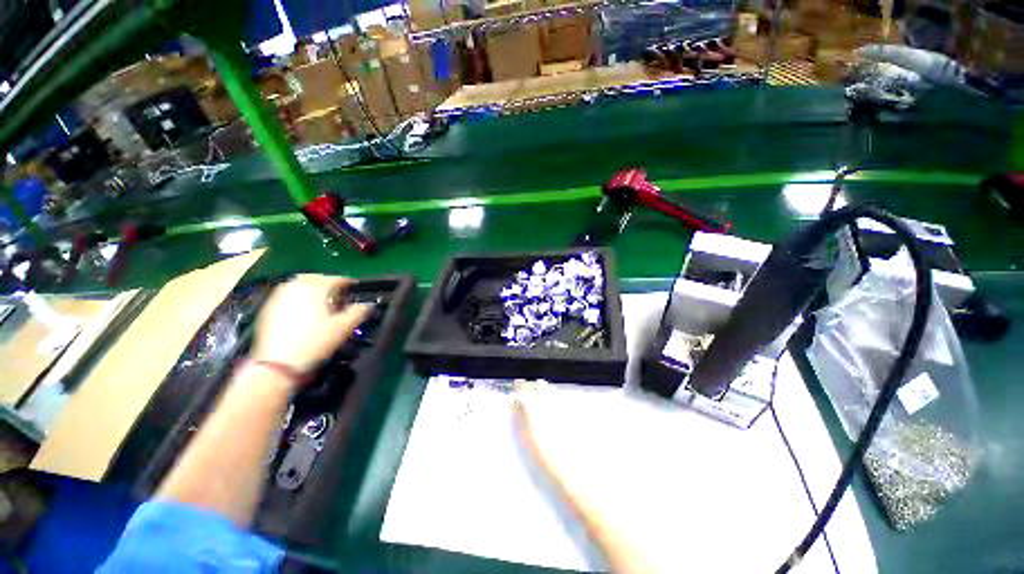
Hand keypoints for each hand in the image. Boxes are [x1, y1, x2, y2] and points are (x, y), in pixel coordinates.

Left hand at [251, 275, 368, 380]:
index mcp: (316, 288)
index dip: (347, 283)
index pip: (336, 279)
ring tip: (321, 302)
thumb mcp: (344, 327)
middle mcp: (296, 287)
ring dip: (311, 289)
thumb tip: (367, 305)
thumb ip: (358, 312)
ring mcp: (279, 297)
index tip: (354, 290)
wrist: (278, 364)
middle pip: (315, 278)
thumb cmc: (315, 342)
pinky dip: (299, 298)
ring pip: (299, 285)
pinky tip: (304, 311)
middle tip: (337, 294)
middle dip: (327, 283)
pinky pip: (288, 296)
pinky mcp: (268, 309)